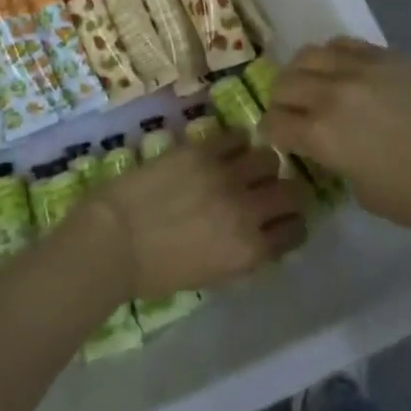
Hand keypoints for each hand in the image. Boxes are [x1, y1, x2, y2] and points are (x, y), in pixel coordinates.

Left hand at [85, 132, 308, 301]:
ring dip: (261, 164)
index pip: (295, 231)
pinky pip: (236, 135)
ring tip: (245, 166)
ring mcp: (225, 176)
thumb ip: (244, 253)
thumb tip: (262, 233)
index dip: (293, 223)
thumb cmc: (157, 270)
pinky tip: (226, 148)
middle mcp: (246, 211)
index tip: (284, 218)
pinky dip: (236, 141)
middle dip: (285, 191)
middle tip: (268, 189)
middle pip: (292, 191)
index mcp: (249, 251)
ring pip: (268, 158)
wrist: (114, 240)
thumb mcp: (213, 275)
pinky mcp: (202, 150)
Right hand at [259, 38, 410, 242]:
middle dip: (282, 102)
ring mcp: (360, 69)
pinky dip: (333, 56)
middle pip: (284, 83)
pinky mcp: (386, 55)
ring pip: (307, 55)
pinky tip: (343, 72)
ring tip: (314, 85)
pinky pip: (342, 44)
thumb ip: (334, 160)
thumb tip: (326, 144)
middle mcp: (332, 94)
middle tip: (293, 113)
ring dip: (302, 73)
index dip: (272, 134)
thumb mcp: (364, 192)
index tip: (279, 139)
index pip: (275, 123)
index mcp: (323, 135)